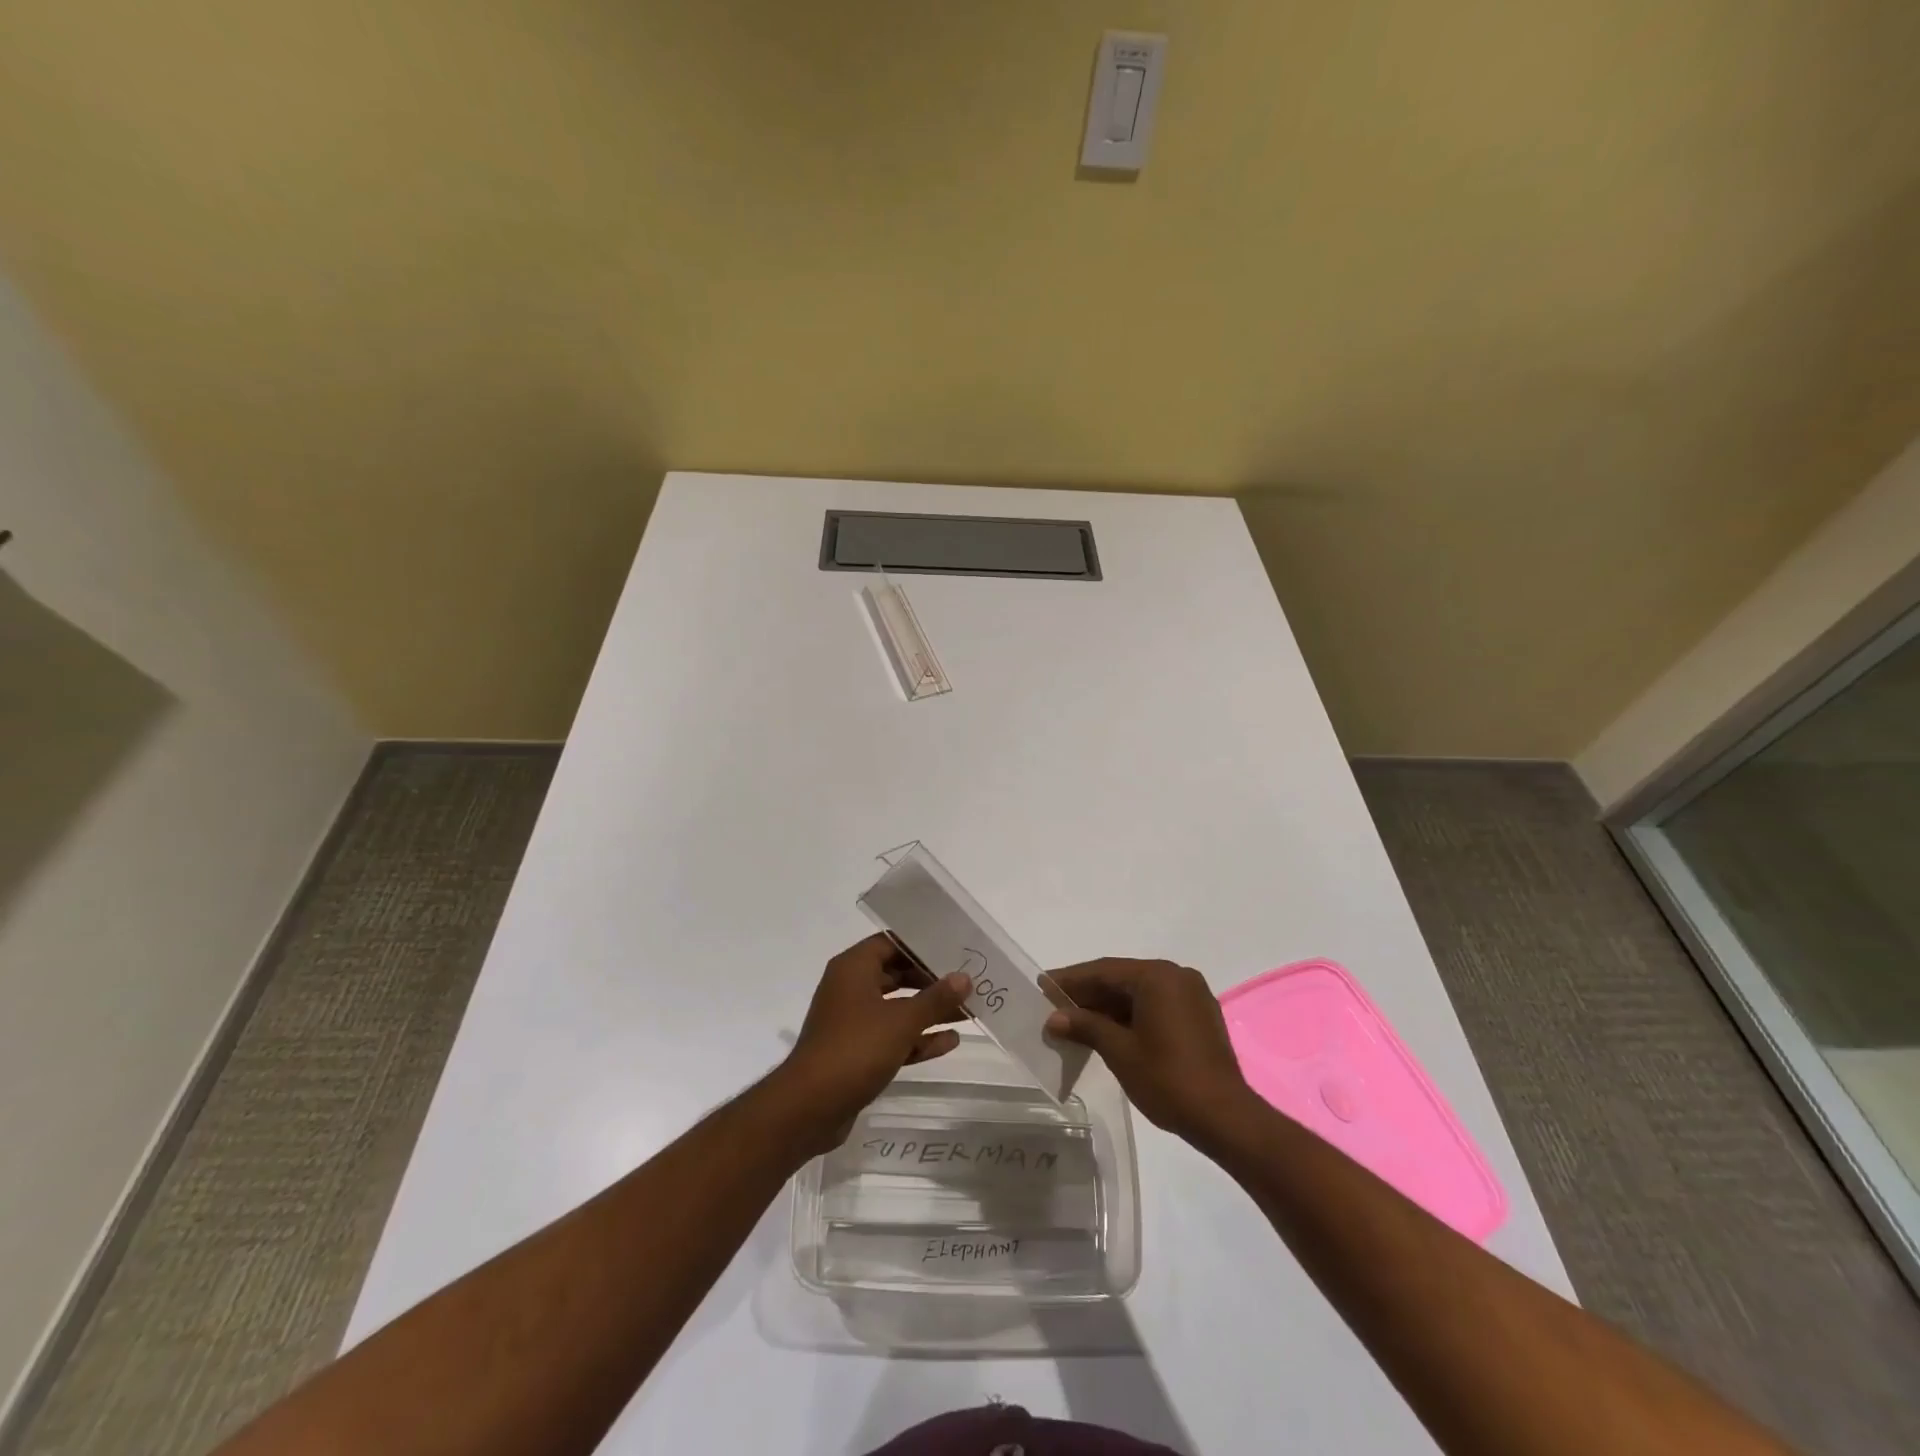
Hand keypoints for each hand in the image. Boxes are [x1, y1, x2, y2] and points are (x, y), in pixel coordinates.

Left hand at [776, 933, 971, 1146]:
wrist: (810, 1108)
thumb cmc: (856, 1049)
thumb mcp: (902, 1021)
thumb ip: (935, 998)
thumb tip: (964, 977)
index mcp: (854, 969)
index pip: (891, 943)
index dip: (922, 946)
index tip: (954, 950)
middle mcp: (851, 989)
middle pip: (896, 974)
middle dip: (931, 981)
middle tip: (967, 982)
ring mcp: (853, 1022)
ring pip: (897, 1008)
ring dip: (928, 1011)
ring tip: (968, 1011)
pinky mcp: (857, 1053)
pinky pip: (892, 1037)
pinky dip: (917, 1038)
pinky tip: (950, 1041)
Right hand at [1044, 958, 1256, 1143]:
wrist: (1225, 1118)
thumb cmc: (1168, 1079)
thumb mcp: (1119, 1051)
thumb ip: (1085, 1027)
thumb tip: (1054, 1018)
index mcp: (1157, 976)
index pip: (1103, 971)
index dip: (1070, 980)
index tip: (1043, 985)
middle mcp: (1176, 976)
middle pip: (1121, 979)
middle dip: (1087, 993)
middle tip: (1054, 1005)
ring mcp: (1191, 996)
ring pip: (1138, 993)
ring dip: (1107, 1006)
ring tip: (1075, 1021)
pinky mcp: (1199, 1016)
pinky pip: (1156, 1005)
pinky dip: (1130, 1015)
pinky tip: (1107, 1031)